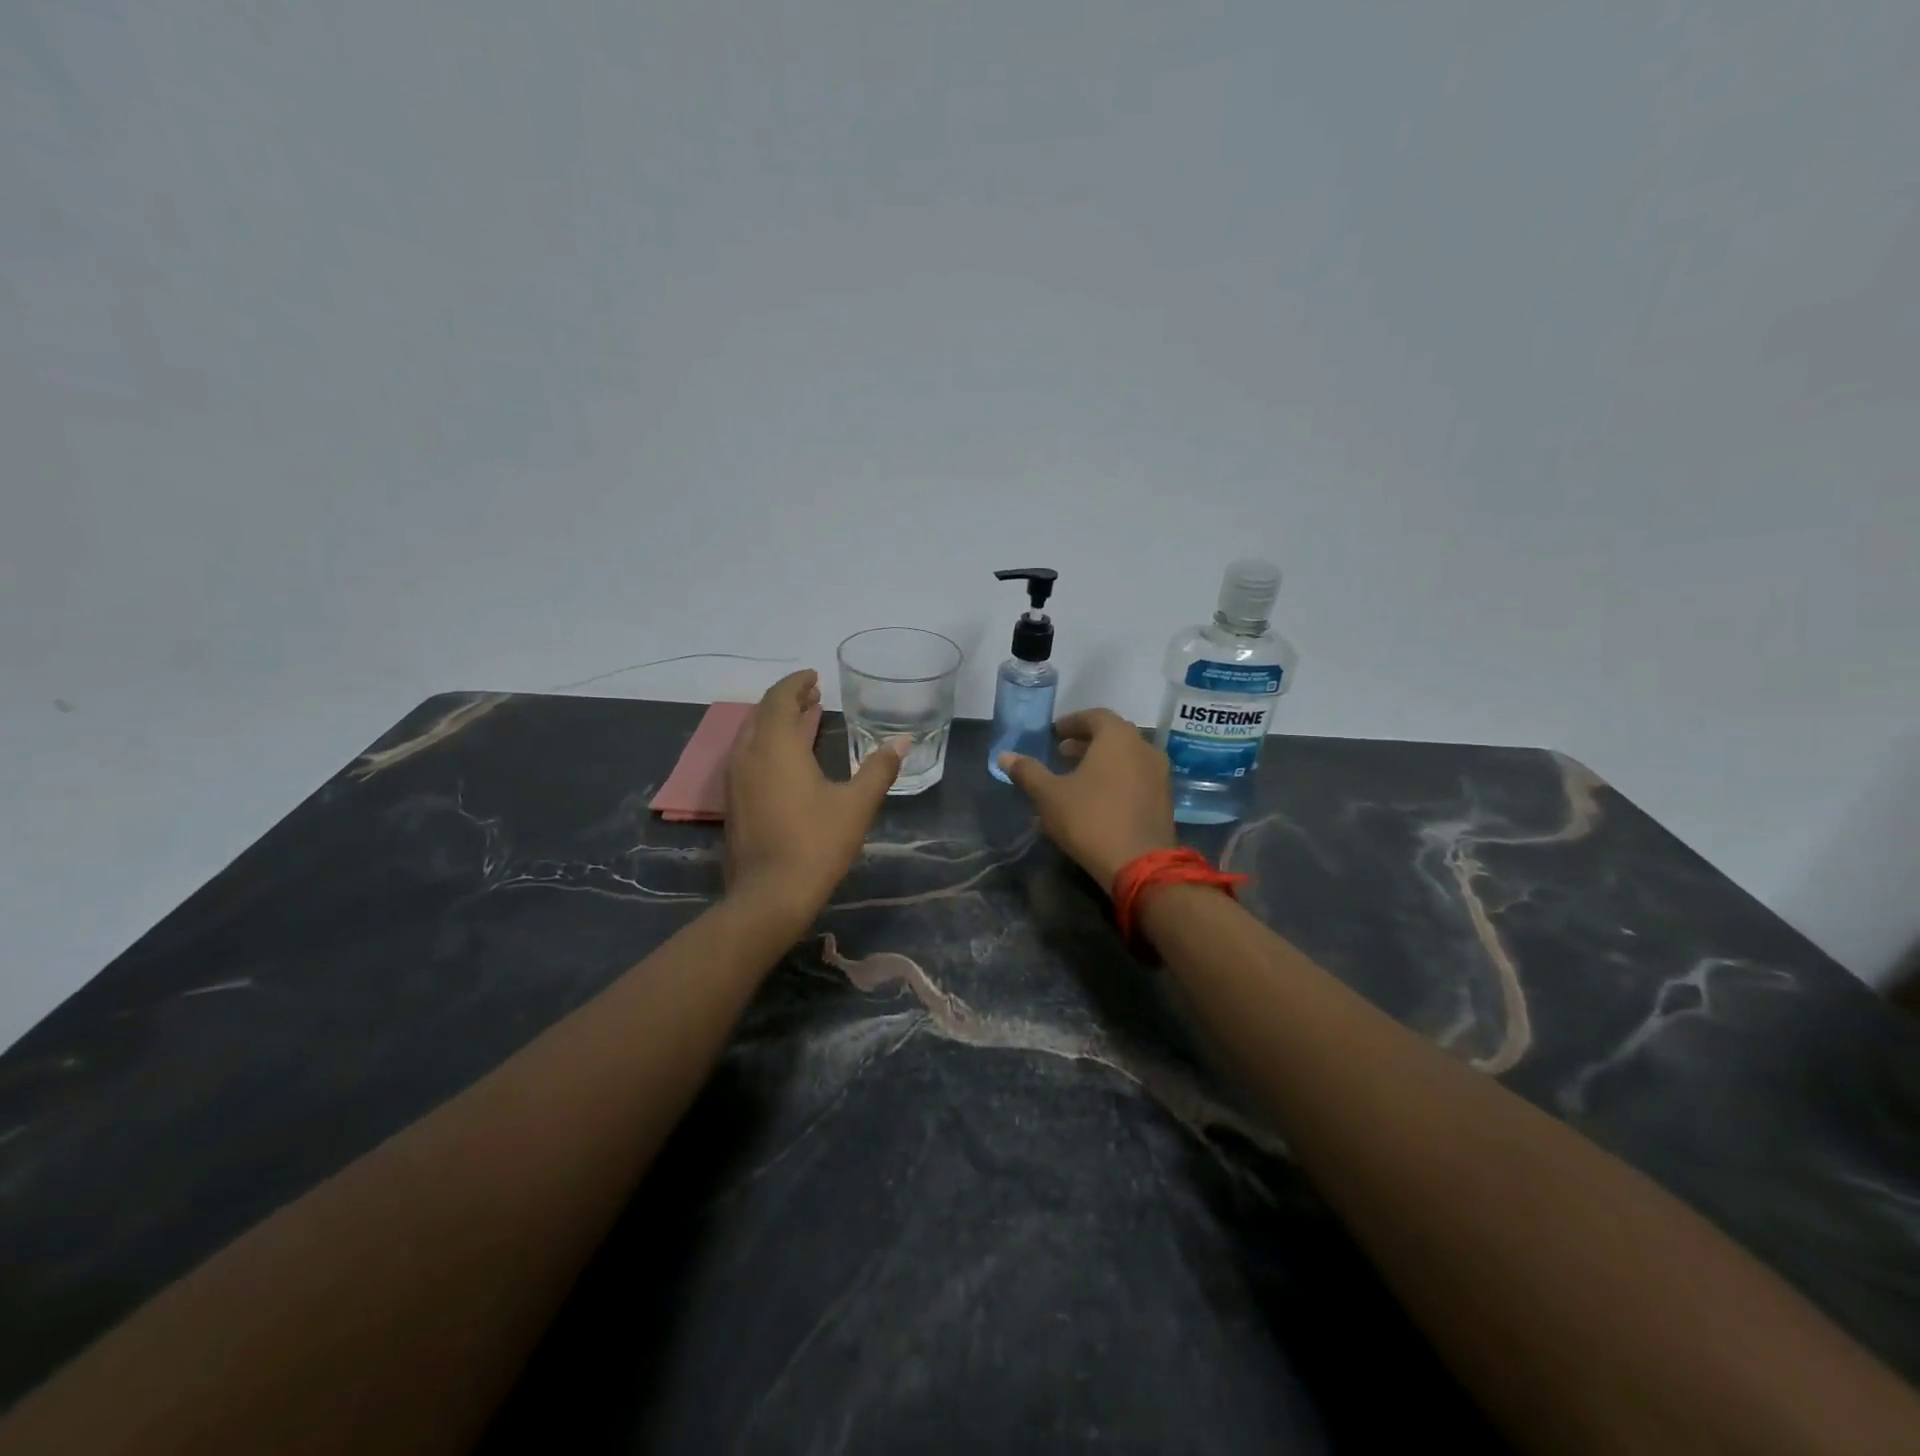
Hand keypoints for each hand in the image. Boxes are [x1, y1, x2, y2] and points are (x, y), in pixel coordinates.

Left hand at [725, 669, 904, 923]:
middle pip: (762, 713)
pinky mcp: (733, 803)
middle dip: (787, 700)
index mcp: (776, 747)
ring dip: (775, 723)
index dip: (796, 683)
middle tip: (813, 696)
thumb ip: (879, 769)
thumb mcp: (857, 805)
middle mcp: (748, 755)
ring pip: (751, 736)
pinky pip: (747, 757)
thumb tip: (902, 741)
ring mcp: (735, 780)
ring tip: (802, 721)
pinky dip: (767, 745)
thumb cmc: (816, 844)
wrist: (769, 896)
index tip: (815, 678)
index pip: (779, 699)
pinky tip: (786, 761)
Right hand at [998, 708, 1177, 891]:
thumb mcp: (1049, 795)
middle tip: (1061, 754)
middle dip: (1084, 744)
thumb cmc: (1090, 819)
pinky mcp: (1163, 802)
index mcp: (1118, 738)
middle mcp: (1144, 750)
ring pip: (1123, 762)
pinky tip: (1090, 806)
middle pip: (1112, 737)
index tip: (1054, 733)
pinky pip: (1133, 782)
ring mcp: (1158, 776)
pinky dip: (1112, 784)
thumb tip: (1004, 756)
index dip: (1072, 722)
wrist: (1138, 864)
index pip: (1095, 716)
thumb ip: (1028, 772)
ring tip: (1072, 782)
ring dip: (1098, 766)